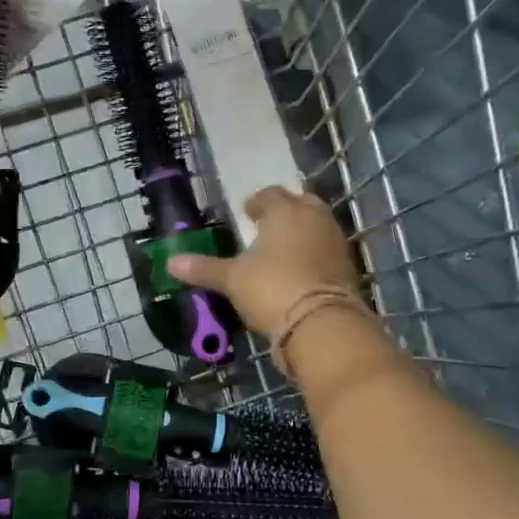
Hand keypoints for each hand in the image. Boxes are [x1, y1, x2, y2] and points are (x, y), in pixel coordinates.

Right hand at [168, 185, 360, 333]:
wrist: (320, 323)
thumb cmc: (271, 288)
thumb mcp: (232, 279)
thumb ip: (204, 268)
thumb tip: (171, 262)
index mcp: (285, 211)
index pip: (270, 195)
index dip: (257, 202)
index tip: (247, 212)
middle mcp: (314, 218)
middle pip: (300, 203)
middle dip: (285, 210)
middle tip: (268, 225)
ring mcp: (335, 241)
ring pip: (317, 225)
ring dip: (301, 231)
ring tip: (282, 248)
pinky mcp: (347, 266)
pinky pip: (326, 250)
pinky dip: (313, 254)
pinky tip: (299, 269)